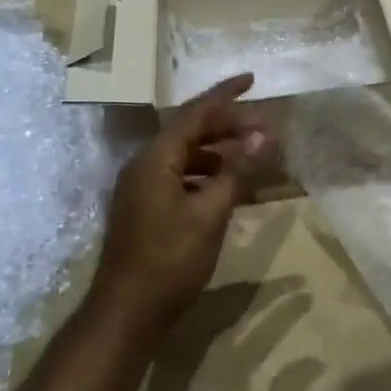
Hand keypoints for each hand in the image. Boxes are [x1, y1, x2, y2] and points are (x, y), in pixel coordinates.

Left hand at [90, 74, 270, 334]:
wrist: (127, 312)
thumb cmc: (170, 260)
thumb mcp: (211, 213)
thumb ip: (237, 170)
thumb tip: (264, 134)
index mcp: (155, 159)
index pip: (194, 113)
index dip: (225, 95)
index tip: (252, 79)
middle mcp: (144, 165)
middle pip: (189, 132)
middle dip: (227, 125)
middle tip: (264, 128)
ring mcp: (141, 188)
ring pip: (185, 155)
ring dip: (218, 151)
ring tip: (251, 155)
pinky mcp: (145, 208)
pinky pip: (180, 177)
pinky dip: (206, 174)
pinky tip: (228, 187)